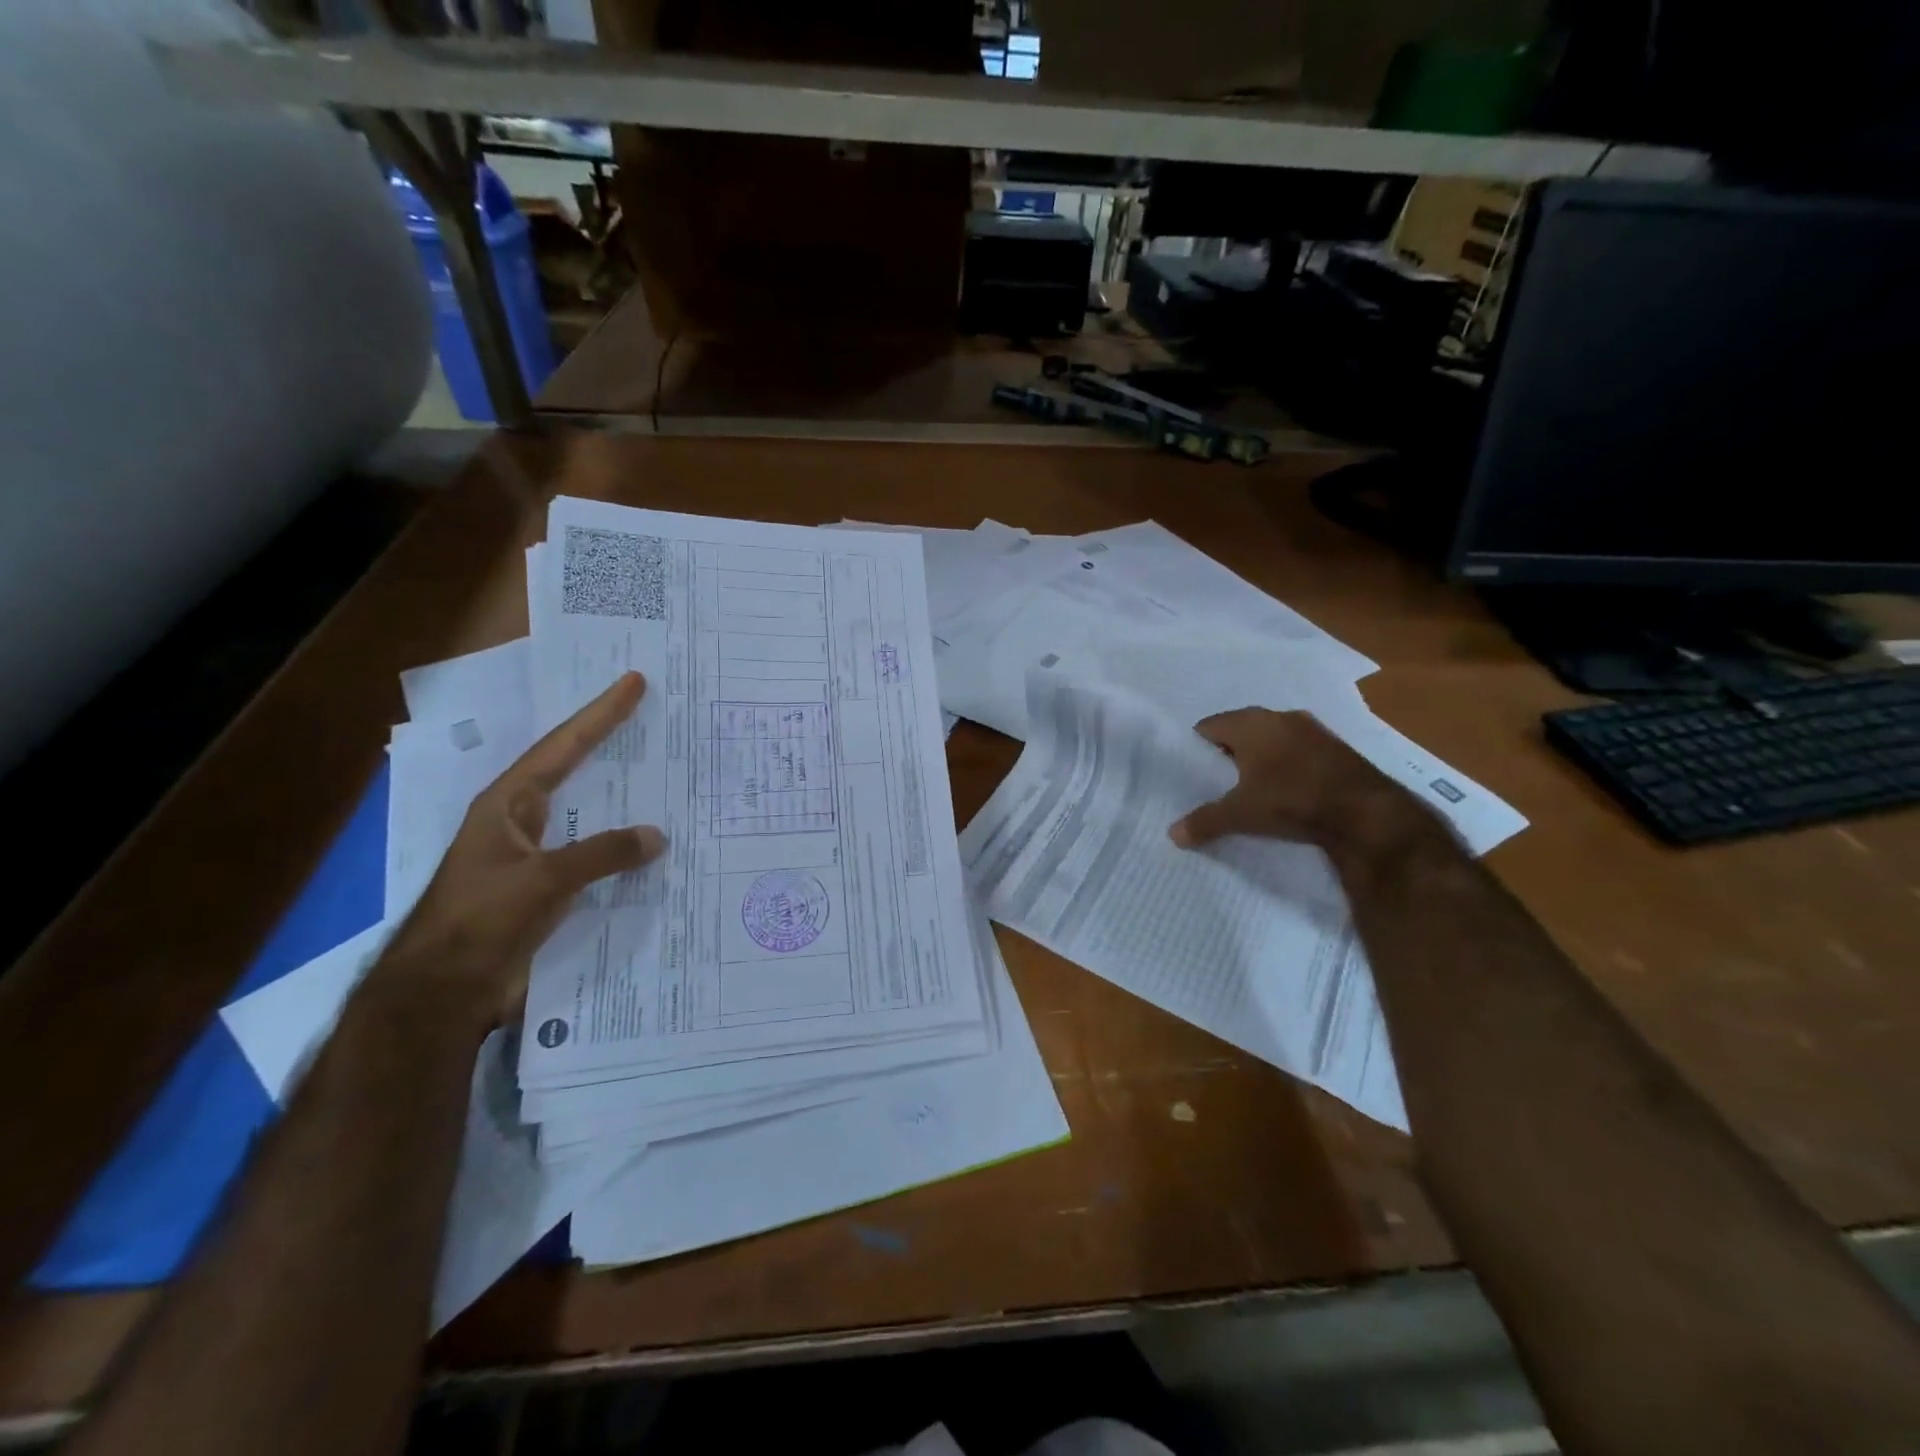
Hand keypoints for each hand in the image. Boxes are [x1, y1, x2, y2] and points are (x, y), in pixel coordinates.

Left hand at [376, 671, 665, 1028]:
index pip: (563, 746)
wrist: (443, 990)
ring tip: (661, 771)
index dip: (600, 714)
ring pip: (587, 810)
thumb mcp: (543, 880)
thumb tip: (658, 836)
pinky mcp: (547, 886)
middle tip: (649, 714)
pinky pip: (595, 851)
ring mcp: (535, 853)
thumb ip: (603, 854)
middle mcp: (523, 819)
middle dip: (608, 741)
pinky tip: (650, 844)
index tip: (632, 683)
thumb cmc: (481, 919)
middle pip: (573, 768)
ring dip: (620, 793)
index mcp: (510, 803)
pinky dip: (622, 843)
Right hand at [1168, 707, 1427, 855]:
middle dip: (1227, 752)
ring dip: (1259, 757)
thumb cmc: (1292, 799)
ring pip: (1271, 738)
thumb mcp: (1242, 814)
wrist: (1366, 811)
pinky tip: (1285, 789)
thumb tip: (1172, 835)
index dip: (1196, 747)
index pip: (1209, 726)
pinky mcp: (1335, 746)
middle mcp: (1279, 716)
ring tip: (1249, 786)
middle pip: (1240, 729)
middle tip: (1216, 781)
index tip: (1191, 770)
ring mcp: (1312, 729)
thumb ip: (1205, 821)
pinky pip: (1296, 749)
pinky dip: (1285, 764)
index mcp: (1250, 723)